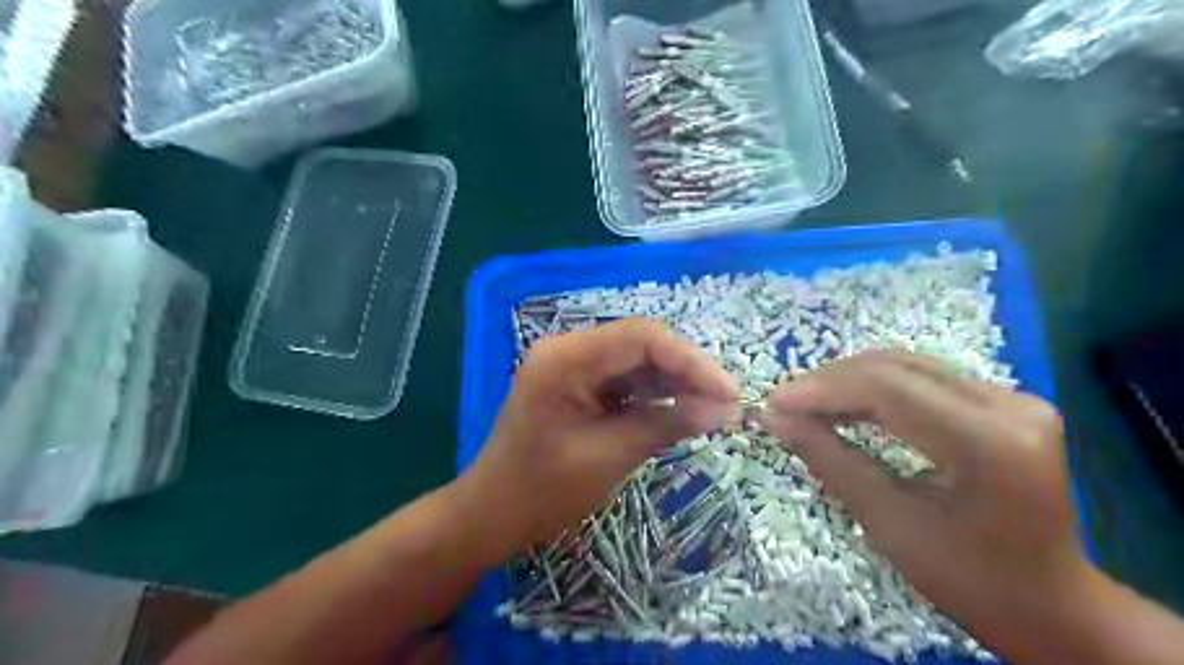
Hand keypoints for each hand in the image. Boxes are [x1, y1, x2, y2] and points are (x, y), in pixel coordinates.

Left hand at [456, 317, 738, 561]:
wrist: (491, 514)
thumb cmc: (542, 491)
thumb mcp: (609, 456)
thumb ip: (666, 424)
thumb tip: (723, 409)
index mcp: (566, 358)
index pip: (642, 338)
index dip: (691, 361)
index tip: (728, 393)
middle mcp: (568, 349)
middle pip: (641, 344)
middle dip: (687, 371)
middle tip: (726, 404)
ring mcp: (572, 365)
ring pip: (637, 361)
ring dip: (674, 383)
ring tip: (712, 409)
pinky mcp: (578, 384)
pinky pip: (624, 379)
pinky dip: (654, 395)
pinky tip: (680, 411)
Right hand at [763, 352, 1084, 650]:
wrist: (1049, 604)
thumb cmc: (967, 579)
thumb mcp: (888, 522)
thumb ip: (829, 459)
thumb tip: (774, 418)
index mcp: (989, 444)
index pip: (889, 389)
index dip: (823, 389)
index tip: (774, 403)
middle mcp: (1009, 406)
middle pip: (897, 367)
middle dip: (831, 381)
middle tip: (786, 404)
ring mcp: (1013, 399)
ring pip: (908, 365)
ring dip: (850, 380)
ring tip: (808, 403)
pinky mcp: (1005, 401)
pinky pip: (924, 378)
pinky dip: (877, 388)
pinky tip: (847, 404)